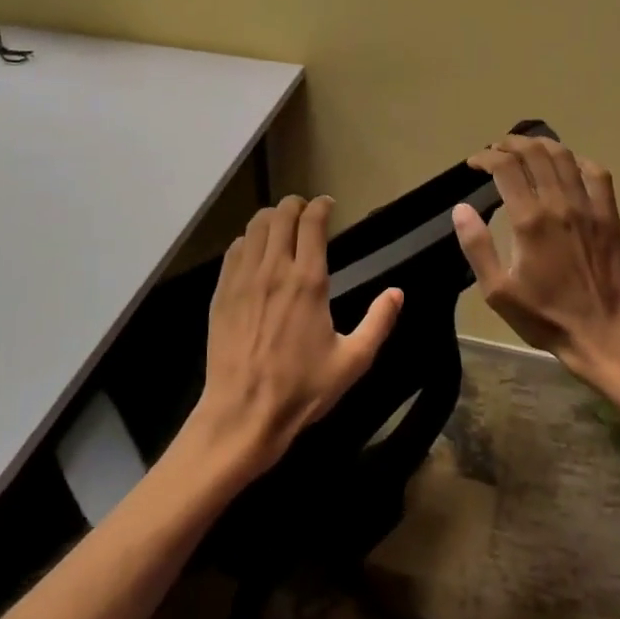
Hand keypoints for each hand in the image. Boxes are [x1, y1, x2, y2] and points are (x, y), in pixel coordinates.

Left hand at [190, 195, 401, 475]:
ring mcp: (243, 279)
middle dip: (296, 205)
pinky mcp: (222, 292)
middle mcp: (273, 270)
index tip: (329, 205)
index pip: (311, 222)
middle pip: (281, 215)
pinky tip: (255, 251)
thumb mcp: (352, 361)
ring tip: (282, 225)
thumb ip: (378, 323)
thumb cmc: (302, 389)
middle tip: (306, 211)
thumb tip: (397, 293)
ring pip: (255, 227)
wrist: (243, 413)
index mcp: (308, 281)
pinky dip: (248, 239)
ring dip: (271, 218)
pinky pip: (234, 249)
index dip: (321, 206)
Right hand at [452, 136, 619, 390]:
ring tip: (526, 148)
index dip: (485, 157)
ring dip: (541, 145)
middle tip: (496, 150)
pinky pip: (598, 175)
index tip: (473, 163)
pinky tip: (568, 166)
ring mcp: (589, 208)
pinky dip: (579, 161)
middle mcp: (559, 204)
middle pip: (534, 153)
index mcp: (529, 220)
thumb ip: (477, 246)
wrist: (602, 336)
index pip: (505, 167)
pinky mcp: (609, 217)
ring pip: (564, 157)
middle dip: (510, 144)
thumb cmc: (544, 316)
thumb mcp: (497, 291)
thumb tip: (461, 208)